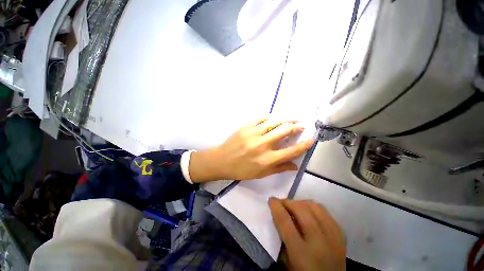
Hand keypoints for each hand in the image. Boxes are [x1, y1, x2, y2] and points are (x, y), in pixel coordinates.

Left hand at [189, 118, 313, 181]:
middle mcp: (262, 145)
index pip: (291, 151)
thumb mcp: (261, 174)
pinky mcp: (245, 127)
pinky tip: (272, 118)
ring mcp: (253, 134)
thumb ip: (279, 168)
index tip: (311, 139)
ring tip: (291, 120)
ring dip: (285, 120)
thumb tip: (295, 165)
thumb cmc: (241, 170)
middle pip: (284, 131)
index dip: (304, 145)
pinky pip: (260, 118)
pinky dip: (269, 118)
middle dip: (295, 127)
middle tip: (300, 126)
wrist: (221, 161)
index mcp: (267, 159)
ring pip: (274, 122)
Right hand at [269, 198, 345, 270]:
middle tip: (281, 203)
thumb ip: (283, 239)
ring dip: (301, 203)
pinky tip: (309, 212)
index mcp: (302, 254)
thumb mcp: (287, 263)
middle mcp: (320, 243)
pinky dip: (314, 208)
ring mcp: (334, 238)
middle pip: (301, 211)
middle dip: (288, 202)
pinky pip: (326, 213)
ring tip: (295, 206)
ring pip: (316, 208)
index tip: (271, 200)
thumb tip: (279, 215)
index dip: (276, 207)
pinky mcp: (341, 236)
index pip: (285, 222)